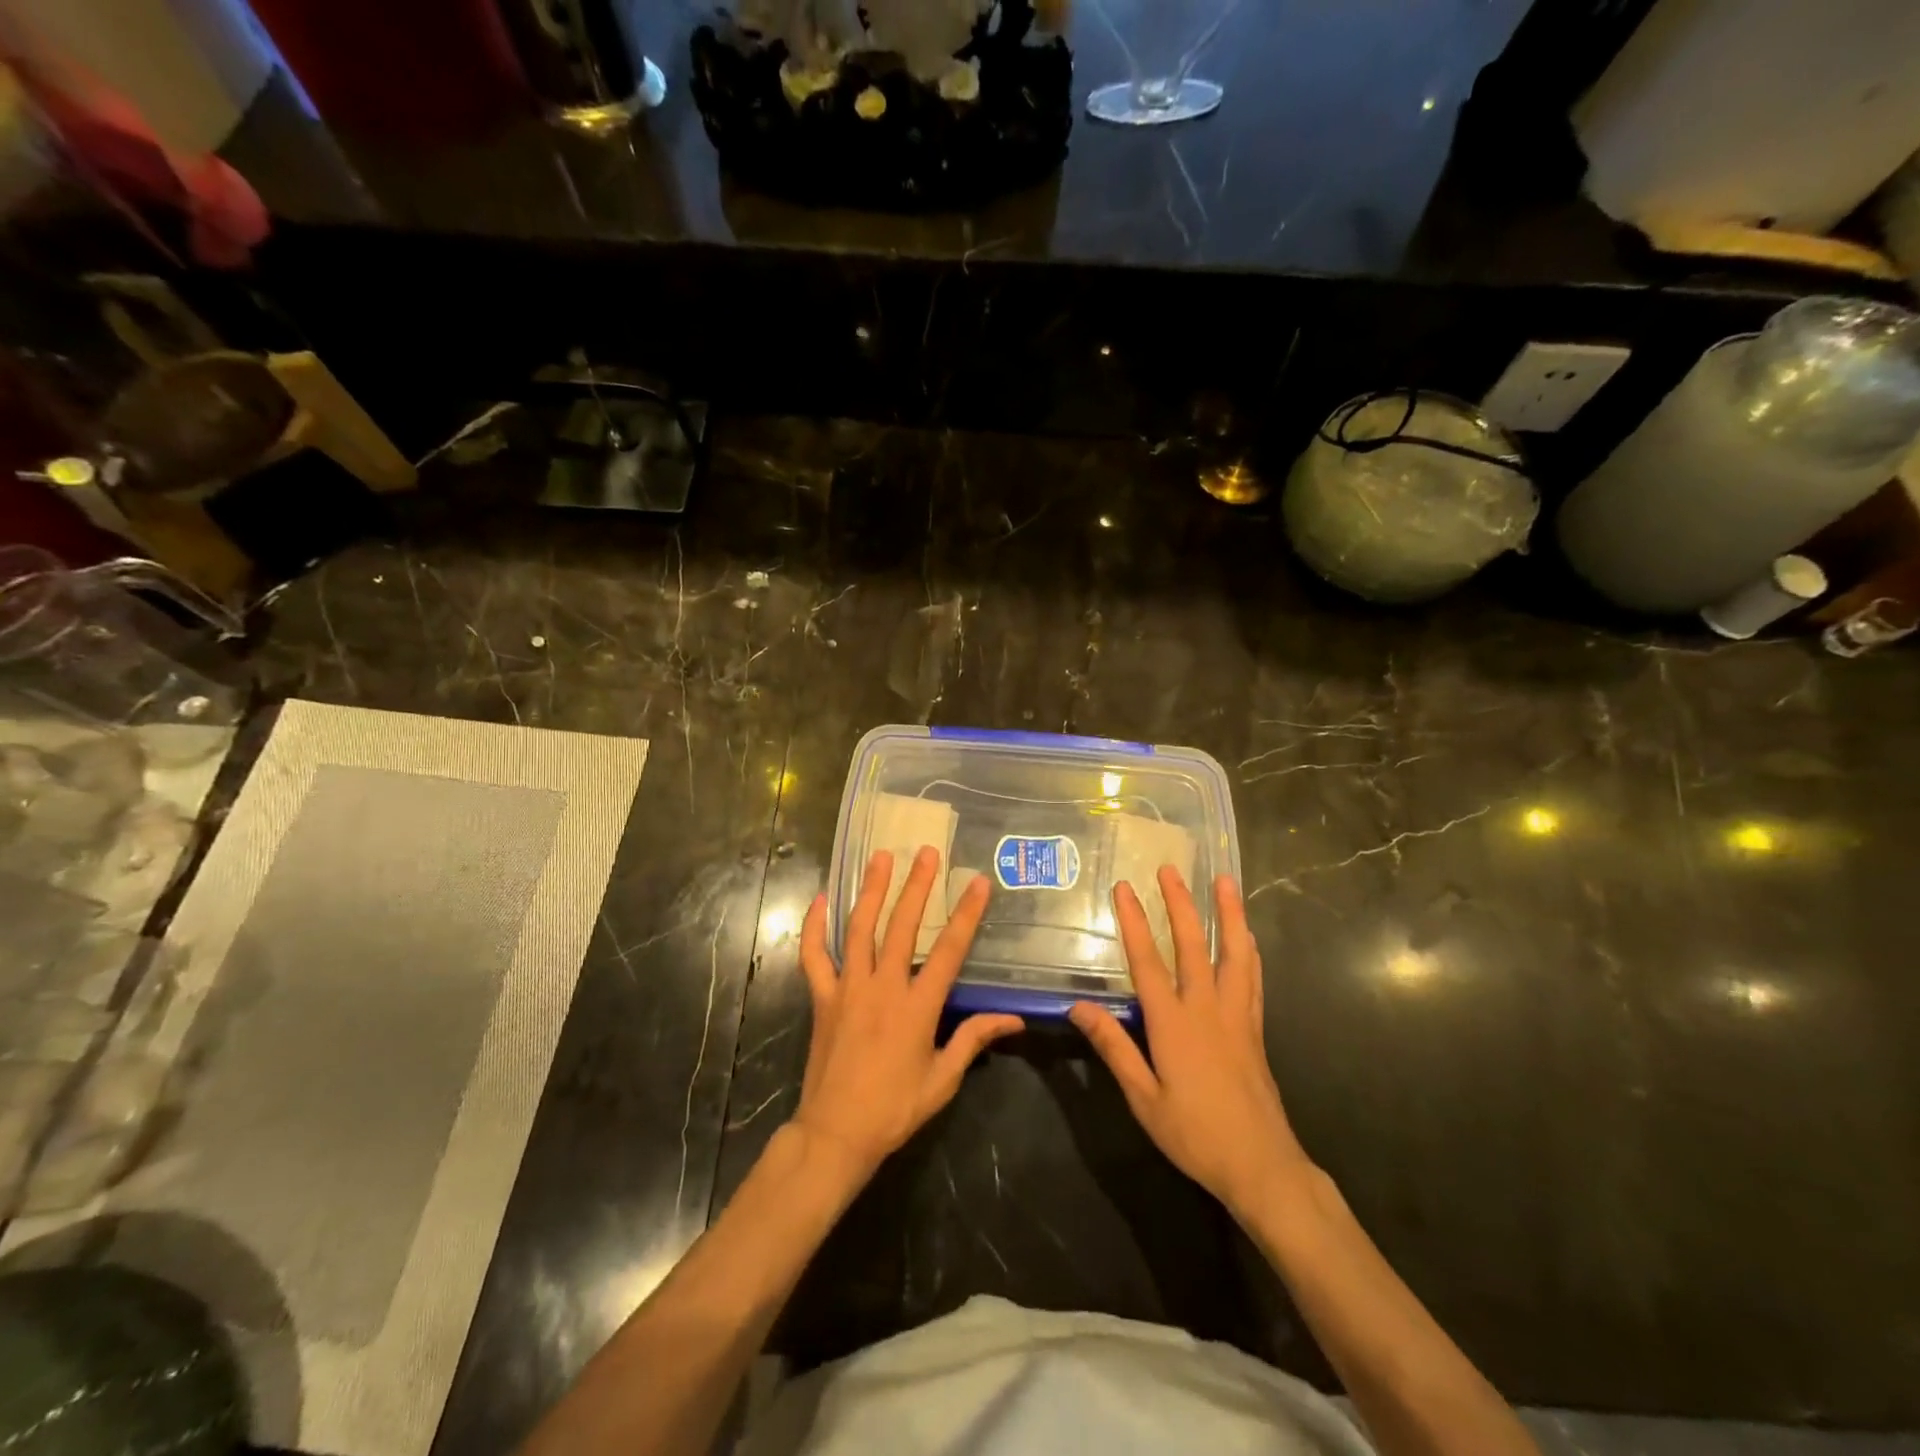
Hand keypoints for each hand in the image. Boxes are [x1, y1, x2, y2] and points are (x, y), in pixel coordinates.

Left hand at [794, 846, 1024, 1182]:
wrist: (836, 1133)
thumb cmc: (894, 1108)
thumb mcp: (942, 1079)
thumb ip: (974, 1040)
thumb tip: (1014, 1019)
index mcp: (917, 1006)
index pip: (948, 951)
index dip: (966, 915)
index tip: (978, 883)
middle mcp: (883, 987)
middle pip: (902, 926)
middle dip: (917, 886)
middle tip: (926, 852)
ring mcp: (848, 988)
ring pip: (859, 929)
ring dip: (871, 890)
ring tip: (881, 857)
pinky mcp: (822, 998)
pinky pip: (814, 956)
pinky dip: (814, 927)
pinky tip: (821, 899)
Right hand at [1070, 868, 1314, 1220]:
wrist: (1261, 1165)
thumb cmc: (1194, 1133)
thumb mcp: (1142, 1097)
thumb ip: (1113, 1047)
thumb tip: (1078, 1006)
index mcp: (1173, 1023)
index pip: (1147, 961)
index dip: (1134, 922)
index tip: (1124, 888)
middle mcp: (1206, 1008)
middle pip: (1192, 945)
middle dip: (1179, 904)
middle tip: (1170, 869)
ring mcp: (1236, 1015)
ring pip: (1233, 953)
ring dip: (1227, 914)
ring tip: (1225, 882)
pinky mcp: (1255, 1029)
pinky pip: (1253, 978)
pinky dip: (1249, 951)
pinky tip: (1248, 936)